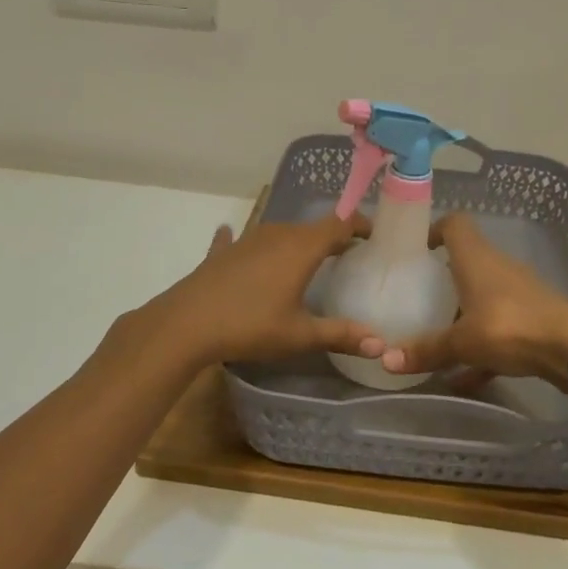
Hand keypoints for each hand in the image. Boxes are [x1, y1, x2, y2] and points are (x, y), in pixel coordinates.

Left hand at [148, 215, 384, 367]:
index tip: (373, 235)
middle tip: (347, 256)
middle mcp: (277, 235)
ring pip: (280, 233)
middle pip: (311, 228)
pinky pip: (239, 240)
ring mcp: (247, 240)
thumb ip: (341, 335)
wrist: (186, 324)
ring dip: (296, 242)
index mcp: (302, 248)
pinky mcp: (222, 253)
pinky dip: (247, 243)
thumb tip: (381, 345)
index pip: (339, 224)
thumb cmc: (250, 325)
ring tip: (307, 260)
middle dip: (331, 238)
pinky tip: (232, 237)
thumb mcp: (300, 335)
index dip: (359, 225)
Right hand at [379, 214, 567, 384]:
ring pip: (482, 297)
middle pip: (466, 262)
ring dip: (463, 314)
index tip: (416, 251)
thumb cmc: (510, 327)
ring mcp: (518, 293)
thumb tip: (385, 359)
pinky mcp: (532, 318)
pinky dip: (481, 348)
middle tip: (418, 298)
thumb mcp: (462, 341)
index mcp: (476, 258)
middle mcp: (497, 268)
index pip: (455, 224)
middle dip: (443, 279)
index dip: (434, 229)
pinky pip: (498, 329)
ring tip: (438, 337)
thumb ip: (426, 350)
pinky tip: (464, 378)